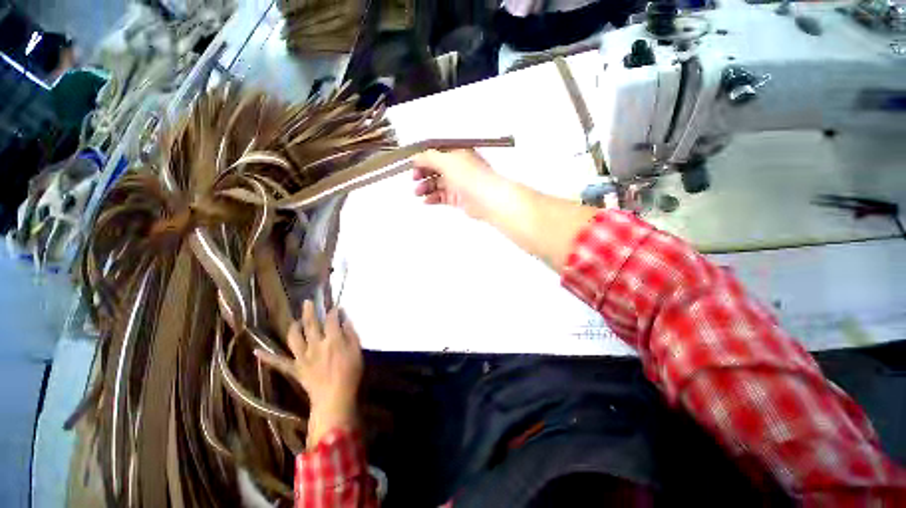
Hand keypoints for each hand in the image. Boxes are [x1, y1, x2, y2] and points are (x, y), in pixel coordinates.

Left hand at [255, 300, 363, 448]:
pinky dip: (267, 357)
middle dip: (310, 311)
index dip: (333, 312)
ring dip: (294, 327)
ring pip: (295, 338)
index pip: (332, 320)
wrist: (335, 397)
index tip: (335, 307)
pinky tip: (256, 351)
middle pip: (312, 324)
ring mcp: (303, 356)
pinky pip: (279, 362)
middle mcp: (316, 344)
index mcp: (333, 339)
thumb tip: (345, 320)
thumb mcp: (357, 350)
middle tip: (307, 302)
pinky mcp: (295, 369)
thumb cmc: (351, 373)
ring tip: (295, 321)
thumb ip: (351, 334)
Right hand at [412, 149, 506, 219]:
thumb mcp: (447, 161)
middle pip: (435, 168)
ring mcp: (458, 182)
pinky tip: (427, 200)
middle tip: (414, 178)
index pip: (436, 152)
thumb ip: (429, 157)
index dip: (423, 158)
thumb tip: (417, 156)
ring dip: (425, 187)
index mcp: (457, 153)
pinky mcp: (458, 197)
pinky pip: (441, 196)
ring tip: (418, 192)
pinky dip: (433, 198)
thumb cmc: (474, 178)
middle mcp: (458, 167)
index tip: (412, 164)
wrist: (487, 199)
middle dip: (422, 173)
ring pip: (437, 183)